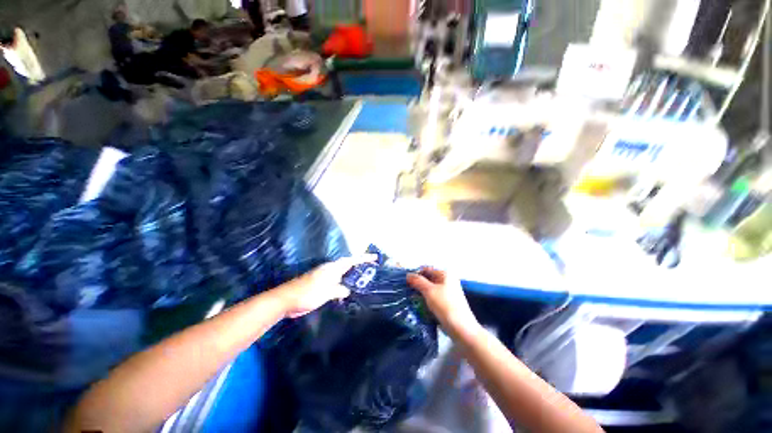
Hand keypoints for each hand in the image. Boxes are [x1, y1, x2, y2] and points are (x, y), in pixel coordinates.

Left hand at [277, 255, 375, 317]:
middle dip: (360, 267)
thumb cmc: (308, 293)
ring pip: (343, 275)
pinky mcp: (321, 286)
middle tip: (372, 270)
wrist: (287, 300)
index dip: (364, 259)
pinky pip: (338, 282)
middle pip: (349, 266)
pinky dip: (345, 285)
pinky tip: (348, 292)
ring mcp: (325, 278)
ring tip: (364, 281)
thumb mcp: (327, 292)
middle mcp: (330, 270)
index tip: (375, 257)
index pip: (352, 261)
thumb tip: (347, 290)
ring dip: (353, 276)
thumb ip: (339, 290)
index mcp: (332, 268)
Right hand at [407, 268, 478, 335]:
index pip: (426, 269)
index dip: (416, 274)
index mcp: (445, 274)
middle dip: (418, 284)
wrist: (461, 328)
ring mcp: (448, 292)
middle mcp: (447, 280)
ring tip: (411, 298)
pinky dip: (426, 299)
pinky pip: (433, 297)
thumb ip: (418, 281)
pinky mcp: (447, 302)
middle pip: (428, 279)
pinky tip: (419, 305)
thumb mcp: (429, 291)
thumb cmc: (445, 306)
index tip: (405, 282)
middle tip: (407, 291)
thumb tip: (408, 275)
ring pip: (430, 289)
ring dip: (421, 293)